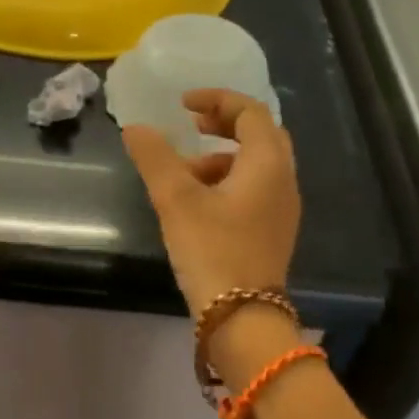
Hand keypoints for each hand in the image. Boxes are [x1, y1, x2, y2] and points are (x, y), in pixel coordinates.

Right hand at [122, 89, 300, 319]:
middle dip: (224, 123)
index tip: (182, 104)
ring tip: (184, 172)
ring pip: (256, 163)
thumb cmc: (212, 250)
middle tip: (191, 125)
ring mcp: (282, 208)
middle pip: (260, 134)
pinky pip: (254, 187)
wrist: (242, 318)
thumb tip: (135, 128)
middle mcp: (284, 179)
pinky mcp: (272, 230)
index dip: (217, 99)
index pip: (250, 112)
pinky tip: (198, 202)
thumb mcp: (176, 199)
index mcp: (267, 163)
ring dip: (222, 155)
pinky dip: (228, 179)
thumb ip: (155, 158)